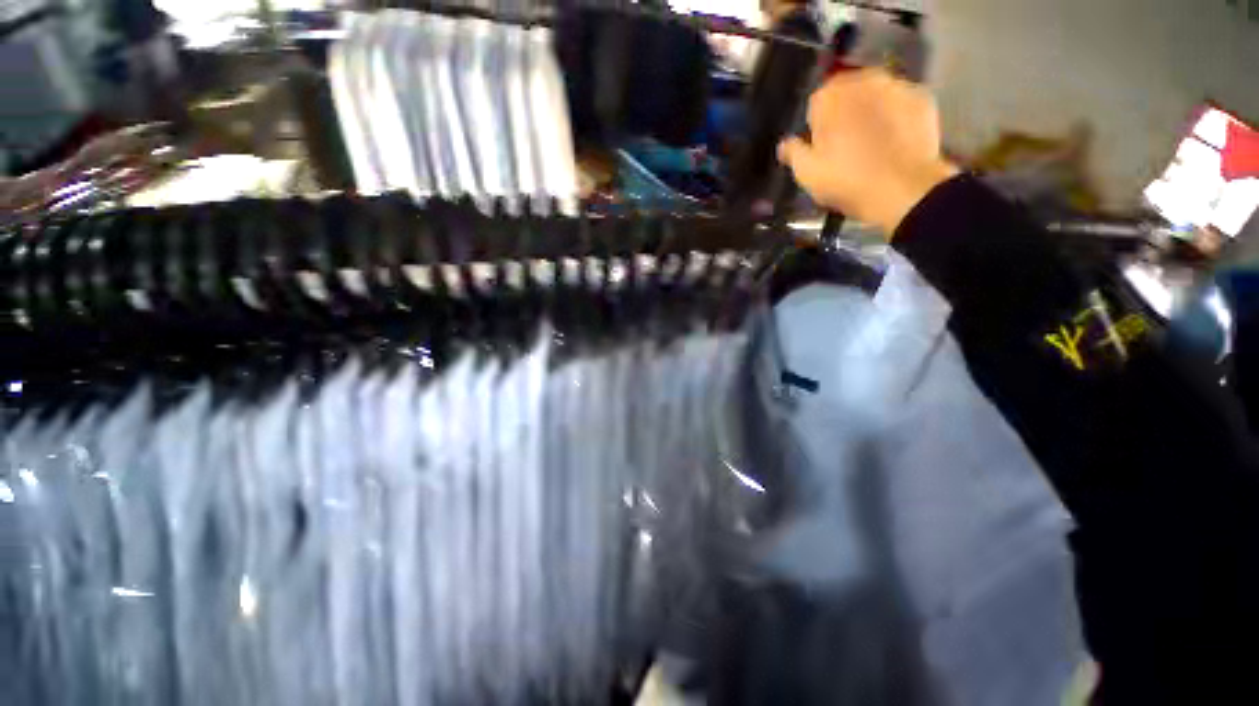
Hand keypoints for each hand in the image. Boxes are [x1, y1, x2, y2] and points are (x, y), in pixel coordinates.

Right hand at [778, 69, 958, 237]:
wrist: (903, 188)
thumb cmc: (847, 181)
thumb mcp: (807, 174)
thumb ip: (793, 153)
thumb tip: (785, 144)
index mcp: (830, 97)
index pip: (815, 101)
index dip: (816, 124)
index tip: (819, 144)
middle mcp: (863, 81)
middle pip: (847, 91)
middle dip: (843, 111)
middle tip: (844, 142)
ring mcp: (897, 86)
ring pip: (875, 93)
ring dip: (870, 109)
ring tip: (870, 140)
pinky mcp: (922, 98)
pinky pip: (900, 103)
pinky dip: (895, 115)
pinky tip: (894, 138)